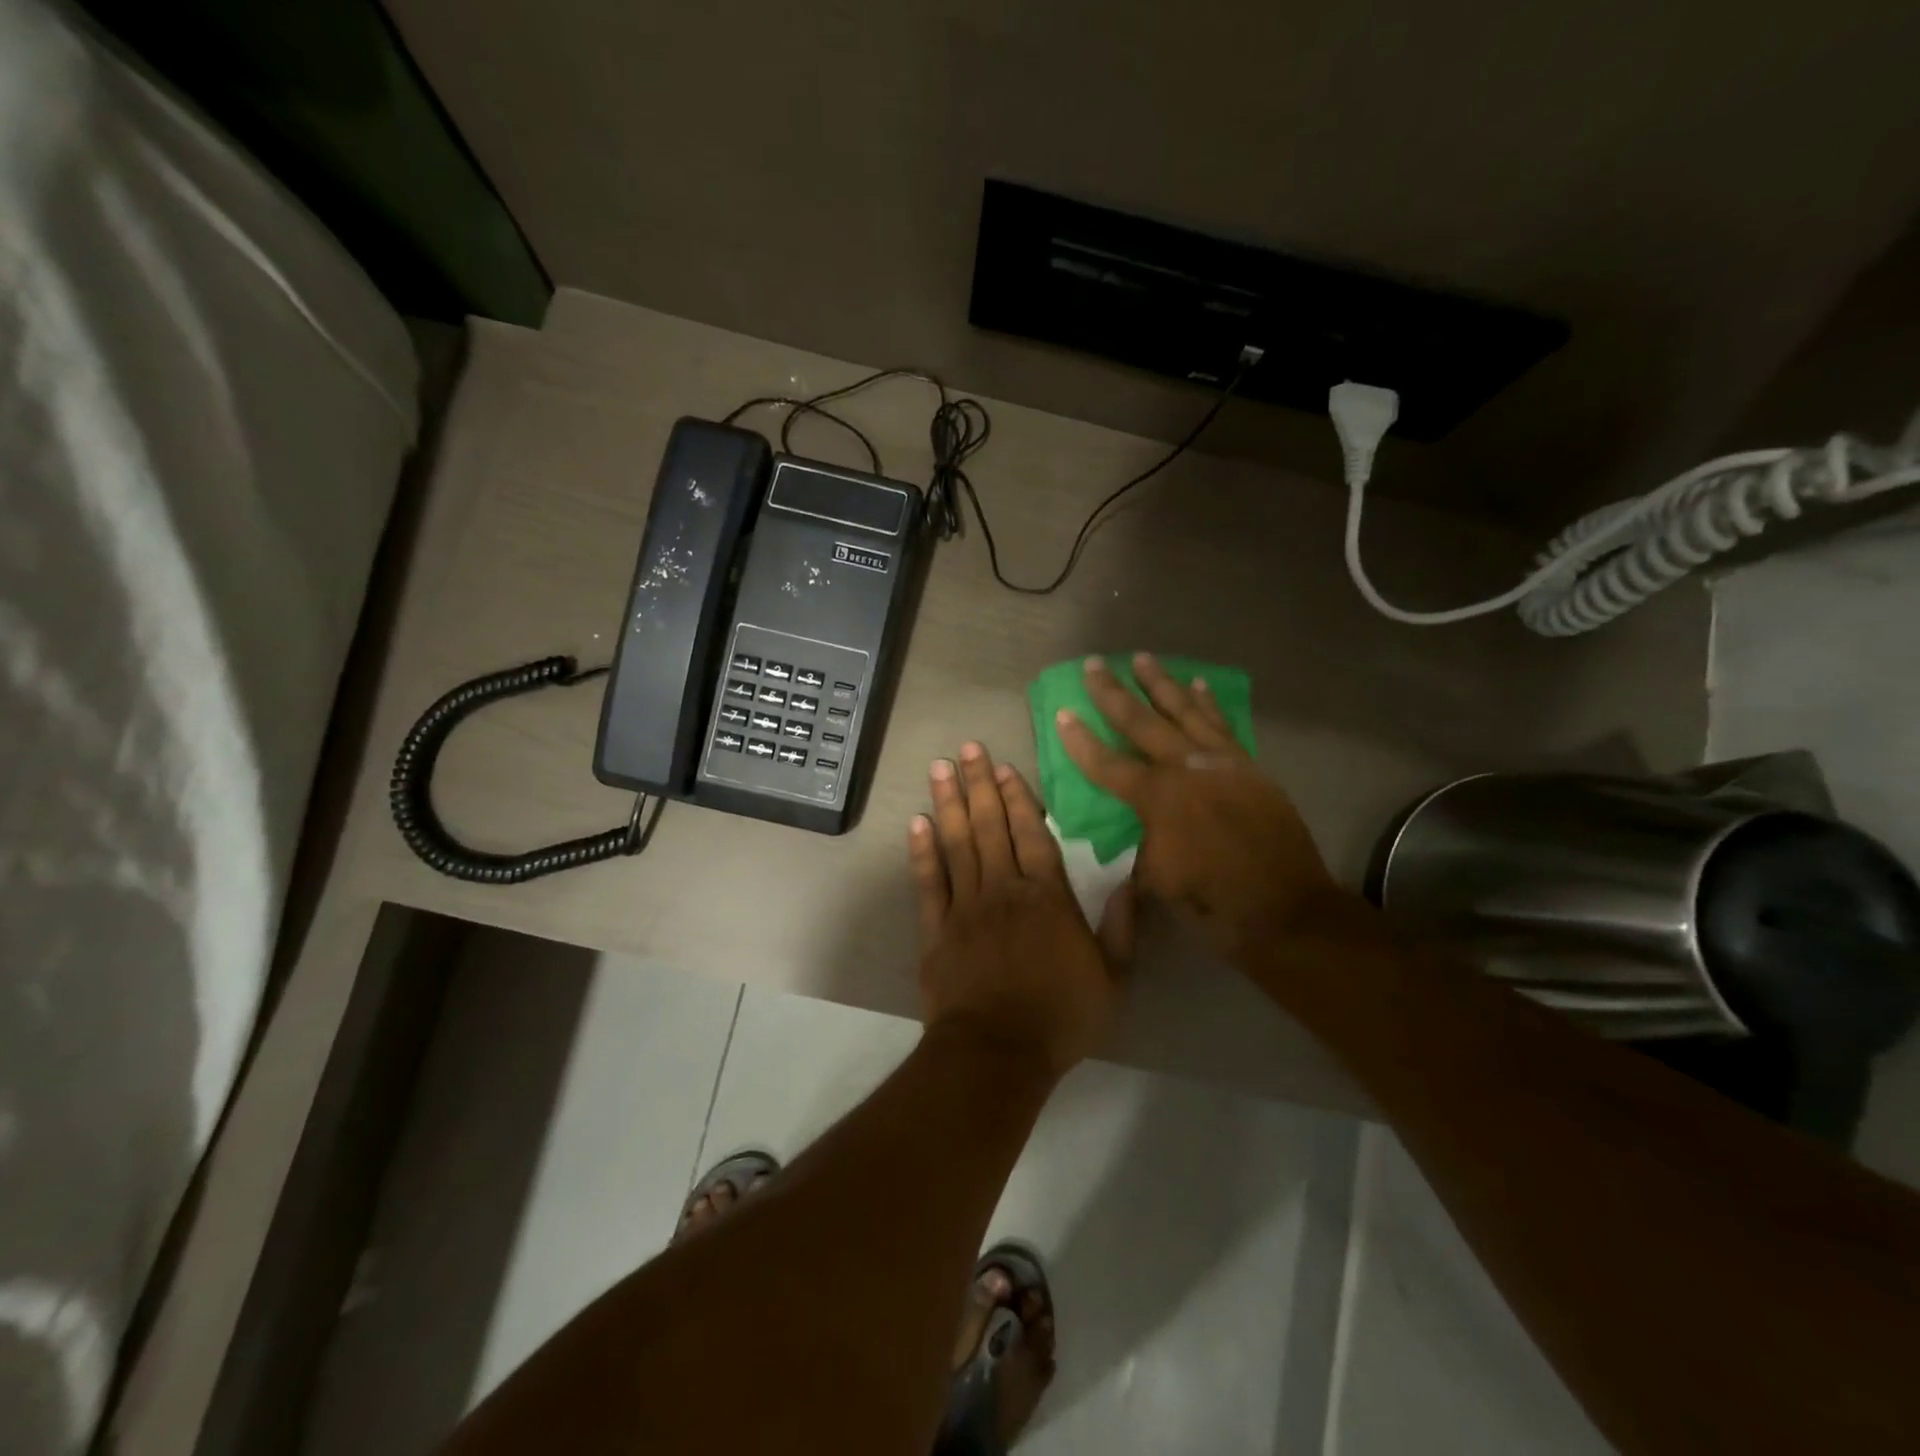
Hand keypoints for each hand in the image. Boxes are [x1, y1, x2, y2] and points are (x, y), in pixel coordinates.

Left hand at [909, 742, 1134, 1077]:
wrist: (998, 1052)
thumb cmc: (1061, 1016)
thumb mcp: (1113, 978)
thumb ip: (1122, 926)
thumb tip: (1132, 880)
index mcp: (1047, 897)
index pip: (1032, 834)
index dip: (1018, 798)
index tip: (1005, 767)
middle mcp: (1004, 889)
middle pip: (990, 826)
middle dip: (979, 784)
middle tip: (967, 748)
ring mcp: (966, 906)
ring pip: (956, 843)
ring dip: (948, 803)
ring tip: (939, 768)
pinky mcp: (936, 929)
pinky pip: (928, 882)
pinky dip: (921, 851)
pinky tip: (917, 823)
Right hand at [1054, 654, 1336, 958]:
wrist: (1283, 906)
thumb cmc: (1212, 898)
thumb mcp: (1157, 876)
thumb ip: (1144, 842)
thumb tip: (1145, 826)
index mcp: (1158, 798)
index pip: (1107, 763)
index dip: (1081, 740)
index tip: (1062, 712)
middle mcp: (1186, 769)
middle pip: (1142, 722)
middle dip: (1113, 693)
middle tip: (1095, 664)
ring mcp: (1221, 762)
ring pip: (1185, 712)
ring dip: (1161, 684)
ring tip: (1144, 658)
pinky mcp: (1248, 766)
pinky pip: (1222, 726)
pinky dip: (1208, 704)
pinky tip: (1199, 685)